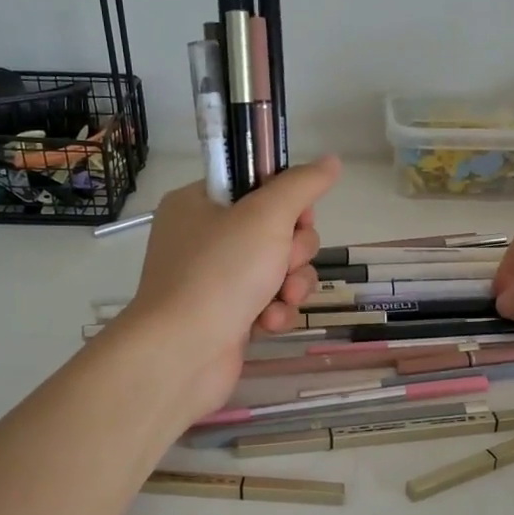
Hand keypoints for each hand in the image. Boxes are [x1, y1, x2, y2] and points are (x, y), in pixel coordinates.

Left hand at [121, 156, 341, 415]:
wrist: (181, 354)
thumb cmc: (220, 273)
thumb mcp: (265, 216)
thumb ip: (302, 185)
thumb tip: (332, 161)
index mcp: (200, 203)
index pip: (258, 185)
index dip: (288, 202)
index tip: (298, 219)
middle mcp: (204, 238)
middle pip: (276, 230)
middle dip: (293, 252)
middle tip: (283, 264)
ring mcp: (214, 280)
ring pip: (279, 269)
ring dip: (291, 285)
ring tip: (280, 300)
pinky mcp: (227, 316)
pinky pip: (268, 302)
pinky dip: (274, 312)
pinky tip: (267, 324)